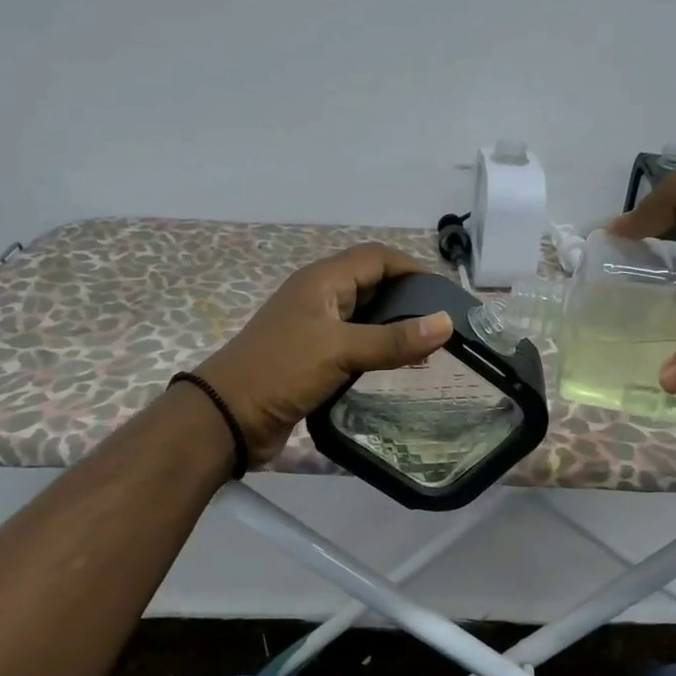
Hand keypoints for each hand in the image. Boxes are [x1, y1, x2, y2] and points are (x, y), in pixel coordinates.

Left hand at [195, 242, 453, 465]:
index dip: (412, 268)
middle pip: (372, 285)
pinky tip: (398, 368)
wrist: (228, 417)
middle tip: (442, 324)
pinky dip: (378, 352)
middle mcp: (319, 298)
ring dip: (394, 328)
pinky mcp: (312, 359)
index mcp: (322, 281)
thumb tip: (446, 323)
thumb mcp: (340, 350)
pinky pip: (354, 346)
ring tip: (429, 348)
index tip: (445, 294)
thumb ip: (394, 339)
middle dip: (408, 299)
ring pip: (364, 318)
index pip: (376, 257)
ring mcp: (314, 330)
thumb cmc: (282, 371)